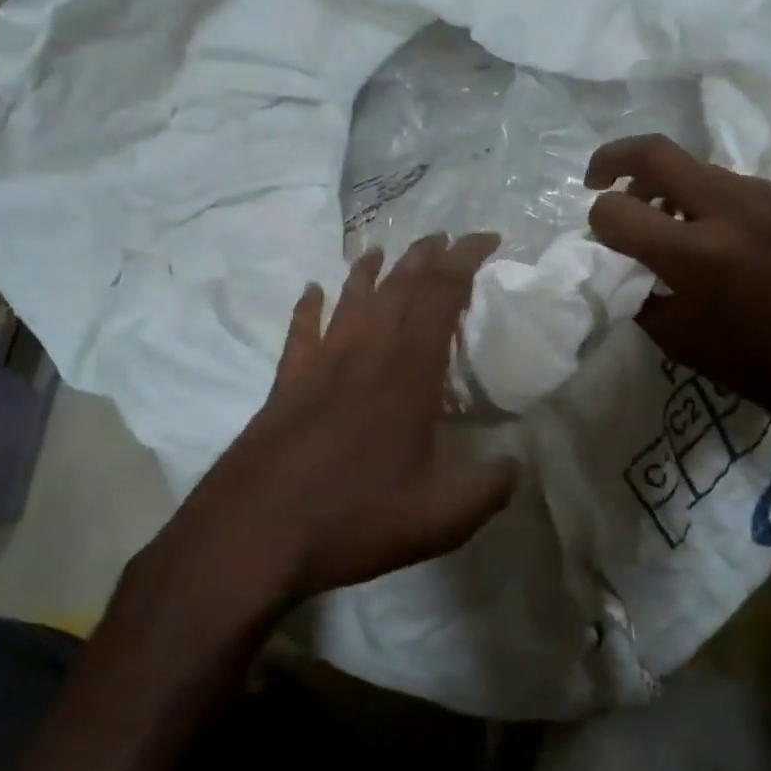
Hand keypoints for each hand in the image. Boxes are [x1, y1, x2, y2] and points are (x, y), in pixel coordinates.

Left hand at [169, 234, 519, 606]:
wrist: (254, 532)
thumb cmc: (353, 517)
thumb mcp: (440, 518)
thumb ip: (488, 489)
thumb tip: (515, 467)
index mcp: (408, 372)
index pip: (441, 294)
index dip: (466, 259)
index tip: (488, 238)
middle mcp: (364, 352)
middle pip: (398, 286)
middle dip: (425, 256)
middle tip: (445, 238)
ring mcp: (320, 364)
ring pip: (350, 299)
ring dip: (370, 270)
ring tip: (384, 250)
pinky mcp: (287, 383)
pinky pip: (301, 331)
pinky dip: (309, 307)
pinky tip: (312, 291)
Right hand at [585, 135, 770, 442]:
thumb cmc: (757, 364)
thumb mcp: (677, 339)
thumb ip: (639, 291)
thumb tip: (623, 260)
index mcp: (694, 255)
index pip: (617, 211)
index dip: (599, 220)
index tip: (606, 234)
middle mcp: (731, 211)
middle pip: (656, 154)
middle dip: (614, 160)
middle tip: (601, 179)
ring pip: (702, 172)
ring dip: (675, 191)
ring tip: (681, 227)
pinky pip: (744, 190)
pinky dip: (722, 208)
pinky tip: (737, 242)